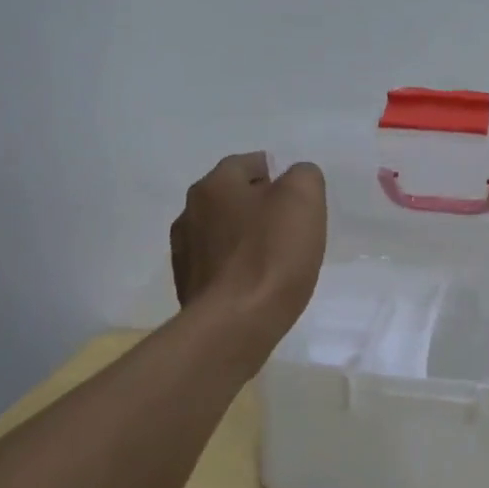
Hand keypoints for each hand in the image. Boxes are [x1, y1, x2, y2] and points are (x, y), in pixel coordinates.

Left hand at [171, 153, 325, 353]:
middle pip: (234, 198)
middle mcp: (190, 212)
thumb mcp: (303, 198)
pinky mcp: (188, 287)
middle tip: (292, 227)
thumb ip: (303, 176)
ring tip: (276, 260)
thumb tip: (296, 179)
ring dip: (246, 239)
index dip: (278, 175)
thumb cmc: (271, 254)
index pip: (249, 163)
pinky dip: (237, 269)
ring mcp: (184, 252)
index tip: (299, 199)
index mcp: (214, 185)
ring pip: (224, 233)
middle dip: (261, 207)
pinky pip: (219, 266)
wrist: (235, 324)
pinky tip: (258, 285)